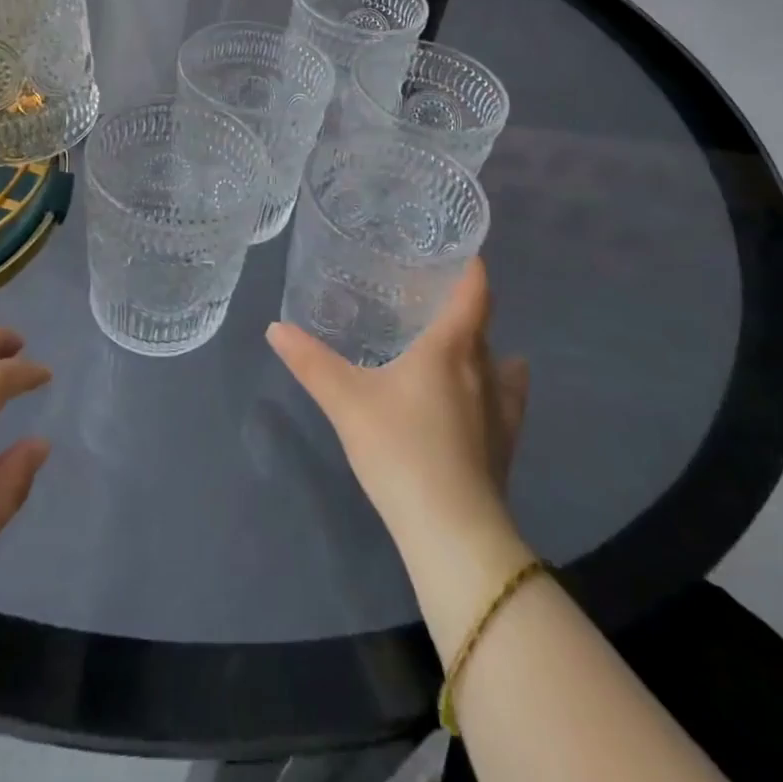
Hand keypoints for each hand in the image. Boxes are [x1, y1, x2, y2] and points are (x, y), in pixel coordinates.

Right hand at [267, 259, 529, 551]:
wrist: (452, 532)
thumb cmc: (401, 449)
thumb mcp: (345, 401)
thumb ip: (311, 362)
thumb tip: (275, 327)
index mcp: (449, 348)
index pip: (474, 291)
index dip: (470, 266)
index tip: (456, 249)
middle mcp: (483, 369)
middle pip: (481, 323)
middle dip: (461, 304)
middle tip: (427, 294)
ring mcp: (501, 409)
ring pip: (498, 361)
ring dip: (481, 346)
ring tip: (454, 342)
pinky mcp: (505, 445)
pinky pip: (507, 399)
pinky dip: (499, 386)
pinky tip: (485, 395)